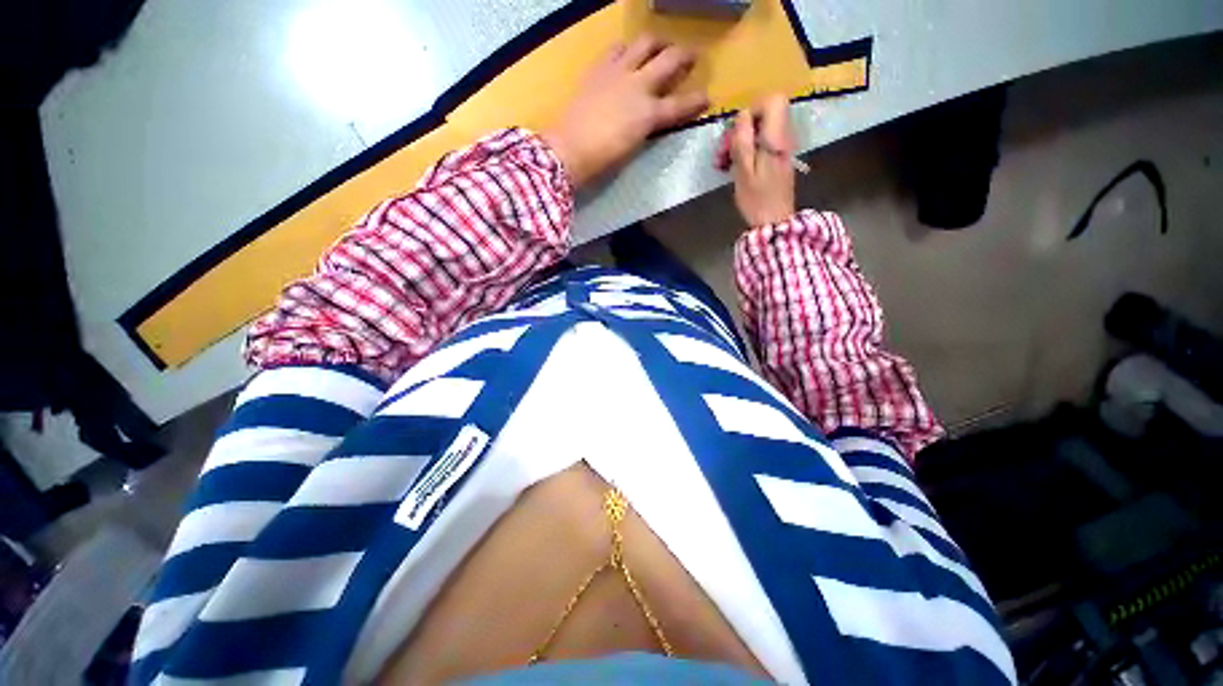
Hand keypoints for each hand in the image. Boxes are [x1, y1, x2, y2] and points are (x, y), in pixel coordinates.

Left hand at [544, 36, 708, 188]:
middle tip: (692, 55)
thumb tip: (654, 119)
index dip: (696, 102)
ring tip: (659, 47)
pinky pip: (616, 48)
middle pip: (669, 61)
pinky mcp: (599, 69)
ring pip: (645, 43)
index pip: (680, 106)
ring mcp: (618, 72)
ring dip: (657, 43)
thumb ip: (647, 129)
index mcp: (649, 114)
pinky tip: (626, 54)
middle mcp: (639, 86)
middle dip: (685, 56)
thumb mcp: (634, 147)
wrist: (570, 148)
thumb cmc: (603, 159)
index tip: (707, 98)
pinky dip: (626, 48)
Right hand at [716, 94, 796, 225]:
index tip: (736, 130)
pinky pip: (761, 144)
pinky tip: (733, 167)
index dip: (753, 109)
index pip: (774, 101)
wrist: (774, 222)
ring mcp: (781, 148)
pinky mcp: (777, 159)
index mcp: (776, 138)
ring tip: (724, 163)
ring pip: (760, 130)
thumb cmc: (757, 200)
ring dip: (740, 142)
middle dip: (740, 129)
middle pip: (764, 115)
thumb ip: (743, 141)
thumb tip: (742, 116)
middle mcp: (783, 138)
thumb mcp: (743, 171)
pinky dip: (746, 151)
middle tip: (723, 152)